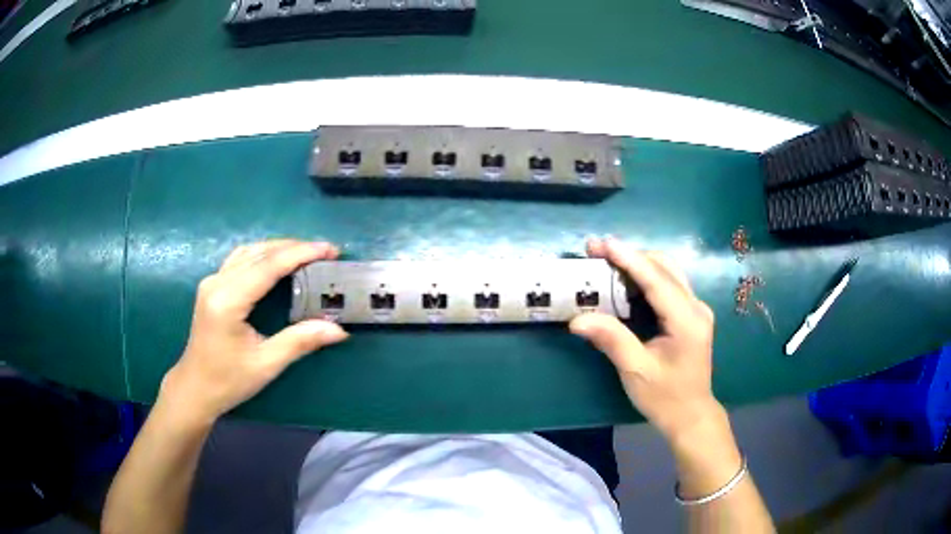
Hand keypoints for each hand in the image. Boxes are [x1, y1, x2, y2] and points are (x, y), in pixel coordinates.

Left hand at [160, 240, 348, 423]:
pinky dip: (263, 255)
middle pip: (259, 253)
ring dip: (279, 248)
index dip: (300, 254)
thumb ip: (300, 341)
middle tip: (326, 251)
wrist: (195, 388)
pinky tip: (278, 260)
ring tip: (307, 253)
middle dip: (294, 247)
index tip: (330, 250)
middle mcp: (217, 283)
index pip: (268, 266)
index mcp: (228, 301)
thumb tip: (339, 330)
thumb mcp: (266, 364)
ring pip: (249, 251)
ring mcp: (212, 281)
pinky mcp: (211, 286)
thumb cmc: (228, 381)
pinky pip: (240, 259)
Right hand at [570, 237, 719, 441]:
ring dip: (639, 262)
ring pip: (668, 272)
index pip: (656, 280)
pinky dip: (646, 276)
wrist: (691, 415)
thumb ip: (611, 340)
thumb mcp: (636, 371)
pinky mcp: (692, 315)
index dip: (629, 259)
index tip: (603, 243)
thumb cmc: (665, 397)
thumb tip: (577, 319)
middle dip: (631, 255)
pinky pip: (669, 284)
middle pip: (665, 267)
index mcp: (687, 320)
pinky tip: (626, 280)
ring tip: (607, 260)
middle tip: (597, 251)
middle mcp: (696, 307)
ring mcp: (697, 309)